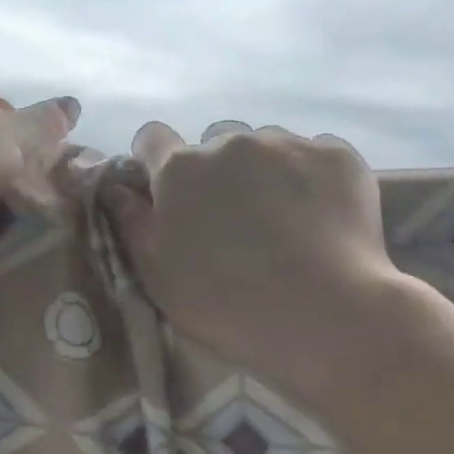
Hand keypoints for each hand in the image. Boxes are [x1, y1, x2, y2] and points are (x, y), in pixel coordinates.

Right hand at [105, 123, 398, 394]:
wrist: (323, 315)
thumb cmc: (226, 304)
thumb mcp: (158, 276)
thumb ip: (132, 223)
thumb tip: (116, 188)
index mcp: (180, 170)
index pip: (151, 138)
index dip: (155, 160)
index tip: (168, 190)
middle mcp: (229, 142)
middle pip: (213, 142)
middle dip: (217, 171)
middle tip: (233, 219)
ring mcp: (287, 143)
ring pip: (266, 145)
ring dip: (264, 171)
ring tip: (284, 219)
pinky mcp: (337, 155)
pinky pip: (315, 153)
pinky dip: (312, 176)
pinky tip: (321, 216)